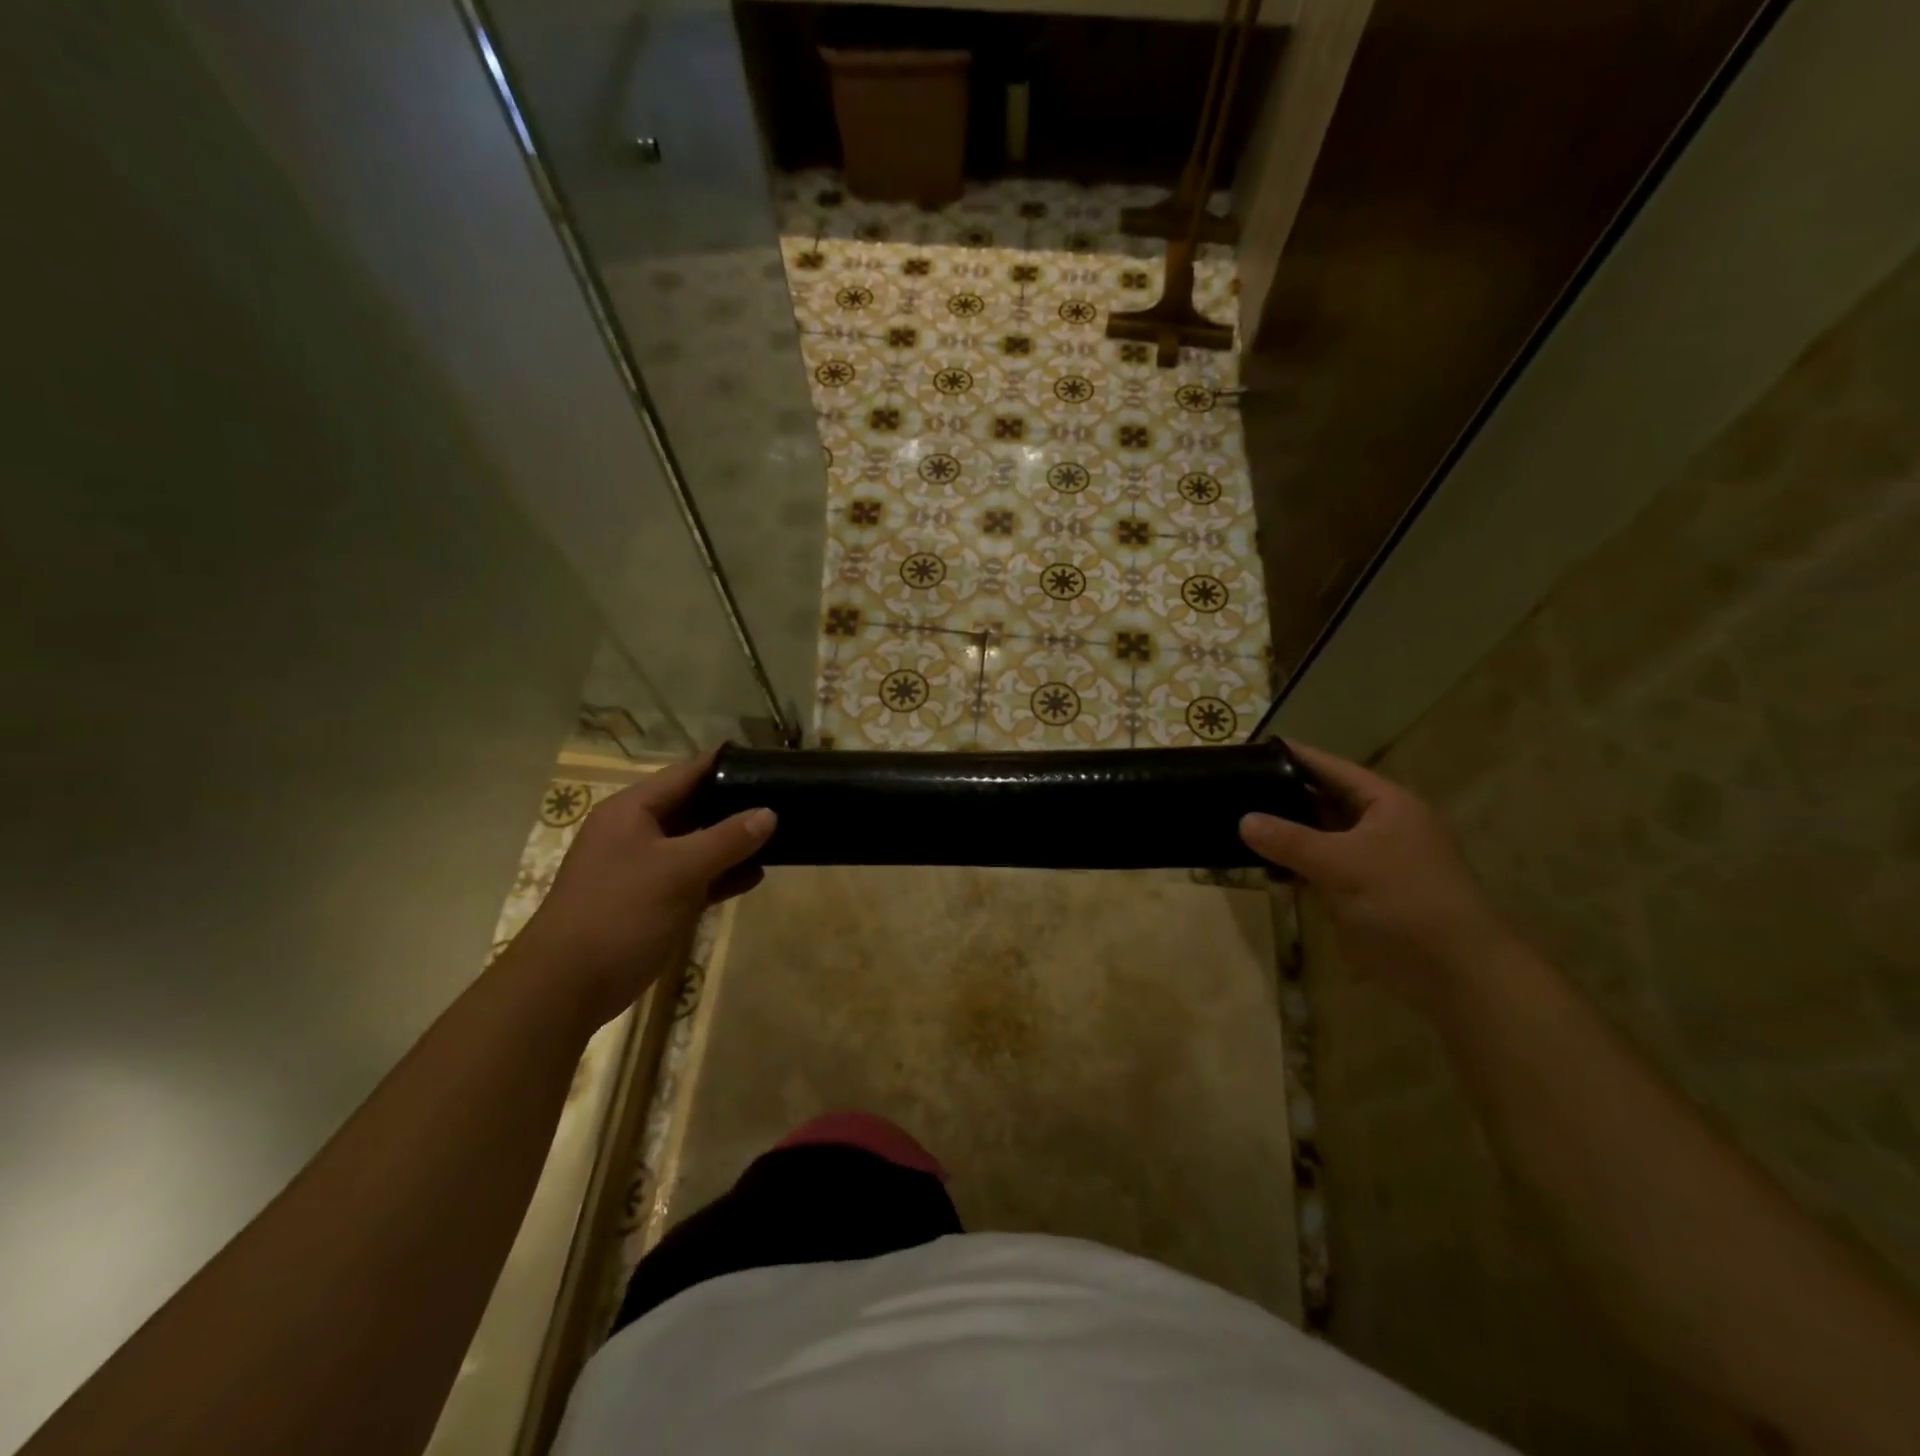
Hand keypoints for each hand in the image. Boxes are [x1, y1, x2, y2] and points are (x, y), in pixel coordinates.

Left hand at [510, 750, 773, 1029]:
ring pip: (697, 844)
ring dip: (732, 843)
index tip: (766, 759)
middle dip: (735, 805)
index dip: (725, 764)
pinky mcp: (653, 901)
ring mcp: (644, 868)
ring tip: (780, 834)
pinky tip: (756, 876)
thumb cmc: (620, 913)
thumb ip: (727, 839)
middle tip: (782, 798)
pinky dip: (721, 875)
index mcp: (632, 811)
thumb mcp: (678, 870)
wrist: (566, 987)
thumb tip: (769, 813)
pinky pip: (694, 877)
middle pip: (693, 807)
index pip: (686, 773)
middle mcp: (637, 832)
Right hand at [1240, 742, 1514, 1013]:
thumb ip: (1290, 840)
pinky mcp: (1356, 891)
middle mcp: (1377, 825)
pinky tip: (1256, 862)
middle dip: (1281, 794)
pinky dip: (1290, 863)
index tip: (1252, 748)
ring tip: (1233, 817)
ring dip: (1282, 831)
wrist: (1451, 972)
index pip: (1331, 768)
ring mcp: (1366, 859)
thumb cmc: (1404, 900)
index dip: (1294, 757)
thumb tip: (1243, 820)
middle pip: (1321, 800)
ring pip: (1316, 835)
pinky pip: (1315, 867)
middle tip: (1232, 784)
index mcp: (1386, 804)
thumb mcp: (1342, 864)